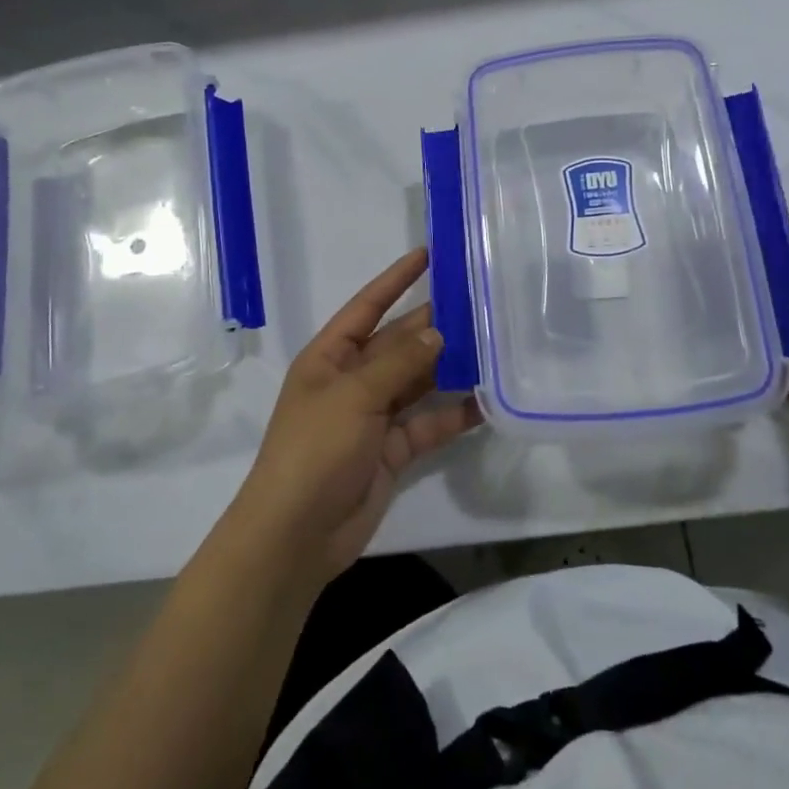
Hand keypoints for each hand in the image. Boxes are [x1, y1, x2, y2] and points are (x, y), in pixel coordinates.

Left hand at [230, 249, 480, 582]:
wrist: (297, 534)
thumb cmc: (315, 450)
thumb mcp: (354, 396)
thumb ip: (398, 363)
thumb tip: (438, 332)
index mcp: (330, 357)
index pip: (367, 306)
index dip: (395, 280)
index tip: (429, 254)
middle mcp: (352, 380)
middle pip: (398, 342)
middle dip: (433, 324)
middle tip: (478, 302)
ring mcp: (373, 416)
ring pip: (417, 381)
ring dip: (448, 367)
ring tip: (491, 345)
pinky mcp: (393, 450)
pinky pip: (427, 423)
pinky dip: (453, 414)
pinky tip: (485, 401)